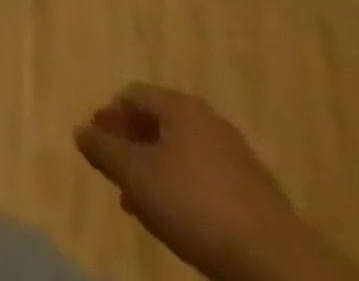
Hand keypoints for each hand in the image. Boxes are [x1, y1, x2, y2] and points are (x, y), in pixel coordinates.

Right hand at [77, 86, 354, 280]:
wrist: (278, 266)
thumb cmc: (196, 205)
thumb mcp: (136, 176)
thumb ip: (103, 149)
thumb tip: (80, 131)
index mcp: (180, 106)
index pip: (132, 95)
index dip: (108, 117)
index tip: (96, 146)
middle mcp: (208, 121)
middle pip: (157, 124)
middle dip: (131, 149)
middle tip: (116, 176)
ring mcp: (236, 157)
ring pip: (180, 155)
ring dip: (155, 173)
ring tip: (142, 205)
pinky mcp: (255, 193)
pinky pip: (205, 179)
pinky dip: (183, 190)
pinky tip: (178, 220)